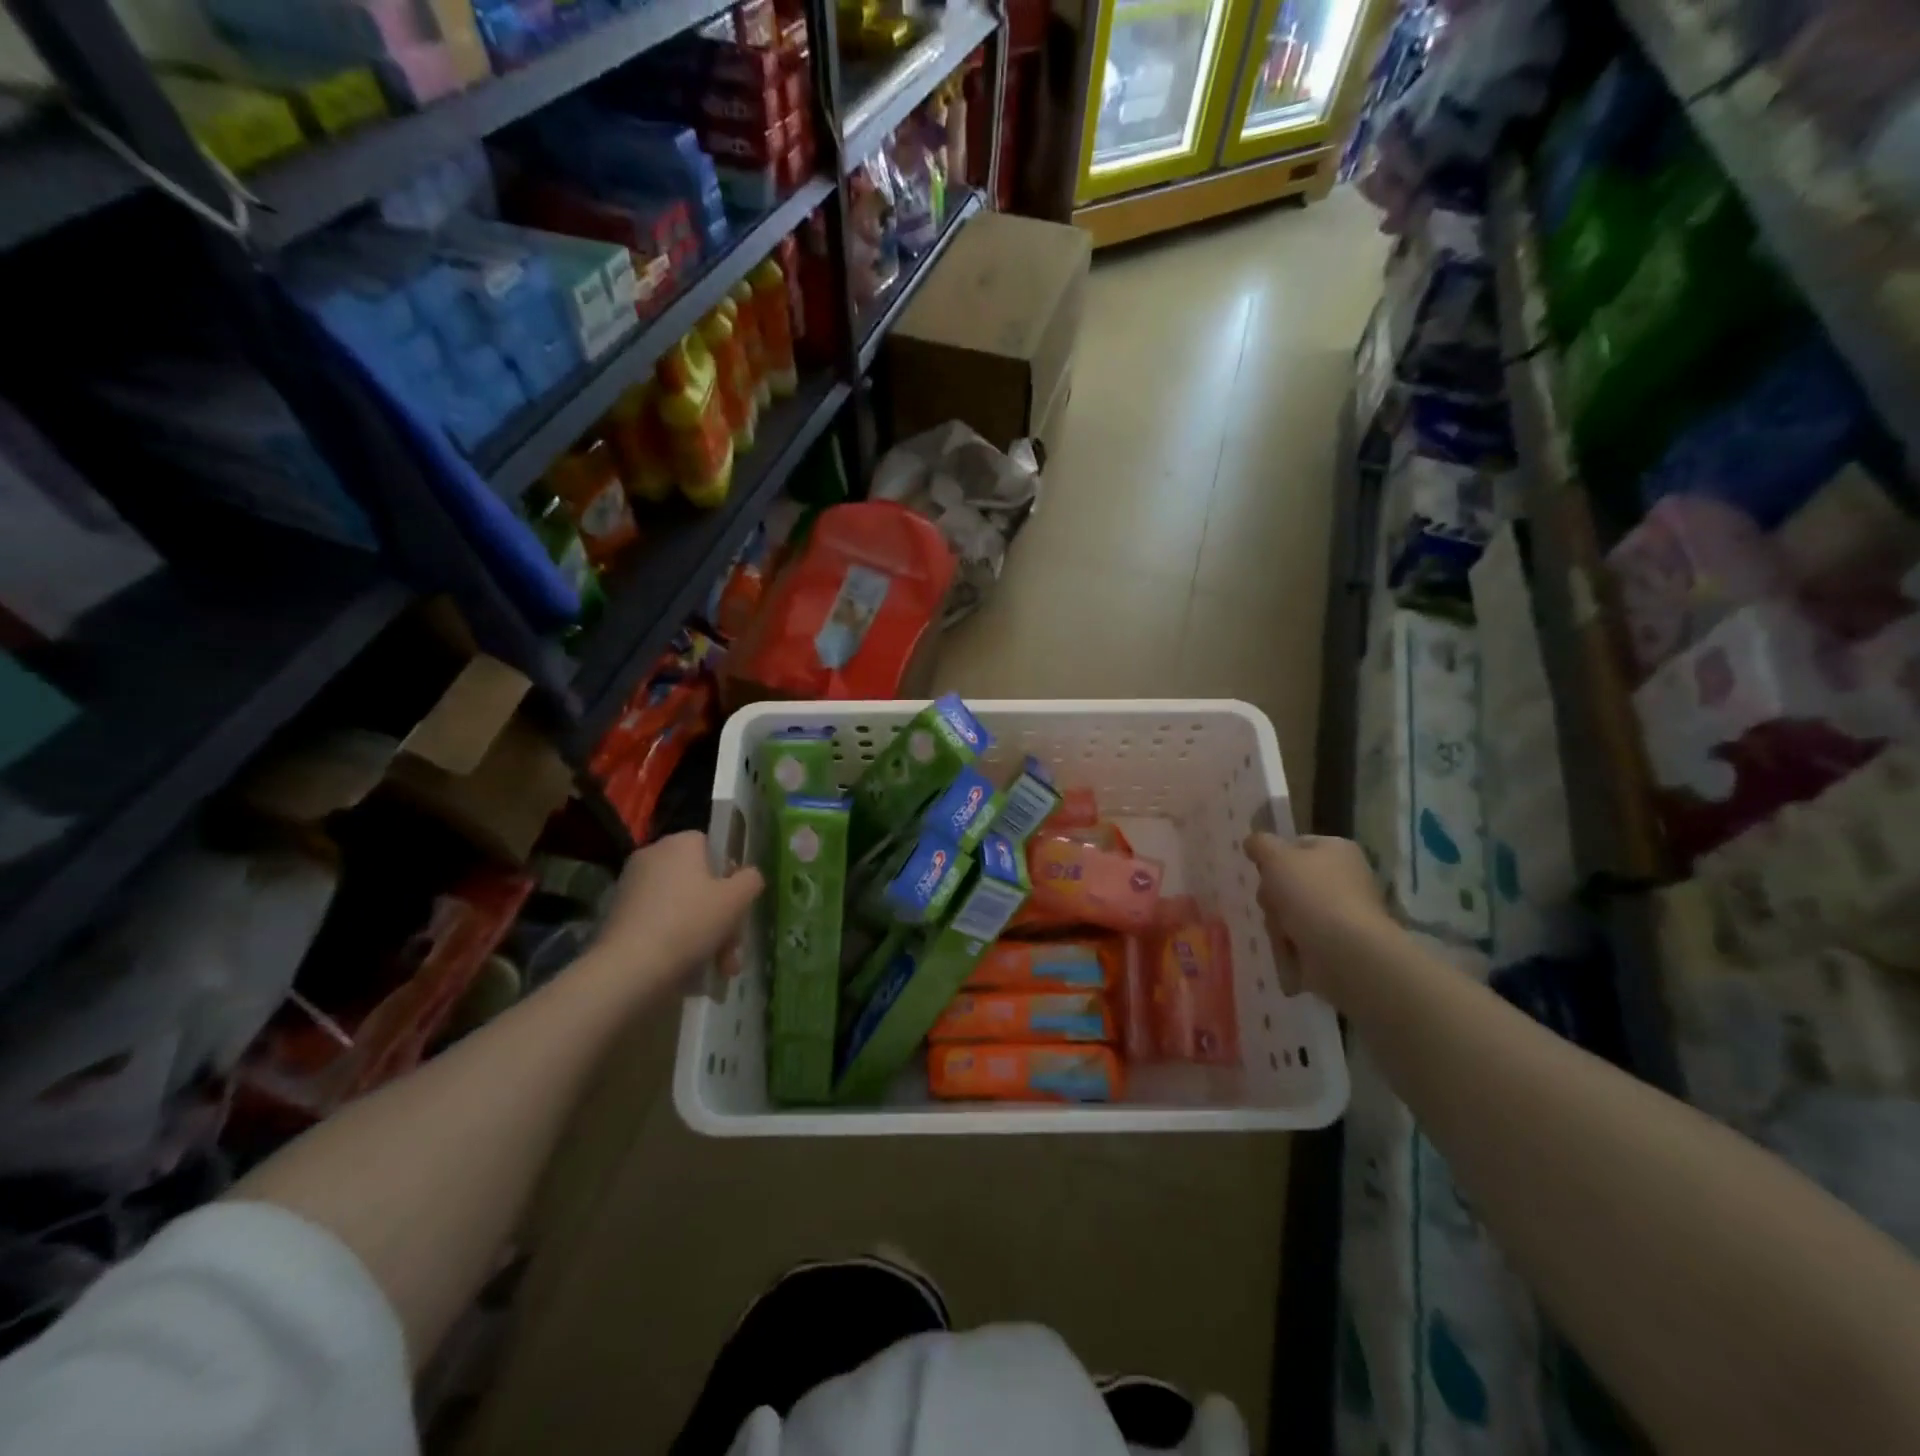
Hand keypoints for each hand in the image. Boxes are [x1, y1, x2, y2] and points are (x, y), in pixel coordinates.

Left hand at [586, 832, 763, 999]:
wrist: (630, 969)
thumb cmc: (690, 923)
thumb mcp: (736, 899)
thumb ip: (750, 880)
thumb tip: (747, 877)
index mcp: (679, 843)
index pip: (713, 847)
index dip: (730, 874)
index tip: (738, 904)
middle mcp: (652, 857)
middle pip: (699, 882)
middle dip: (722, 917)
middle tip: (732, 949)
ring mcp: (631, 888)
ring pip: (683, 907)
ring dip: (706, 935)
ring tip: (720, 969)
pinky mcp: (619, 918)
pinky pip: (660, 924)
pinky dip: (677, 943)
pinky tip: (692, 971)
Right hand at [1243, 833, 1390, 1002]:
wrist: (1346, 952)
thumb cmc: (1312, 894)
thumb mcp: (1276, 857)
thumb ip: (1260, 844)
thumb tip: (1253, 842)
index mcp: (1336, 849)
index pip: (1295, 845)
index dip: (1273, 857)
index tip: (1261, 870)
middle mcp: (1343, 877)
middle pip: (1289, 880)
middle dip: (1272, 893)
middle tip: (1272, 902)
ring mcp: (1340, 912)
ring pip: (1290, 909)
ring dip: (1277, 920)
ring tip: (1282, 930)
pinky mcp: (1336, 942)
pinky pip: (1300, 935)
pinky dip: (1289, 942)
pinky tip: (1289, 947)